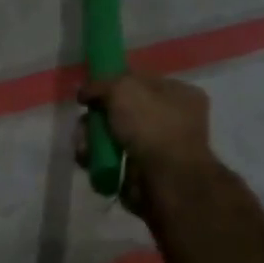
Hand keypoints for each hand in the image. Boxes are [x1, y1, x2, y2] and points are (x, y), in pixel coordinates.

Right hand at [79, 73, 215, 209]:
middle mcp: (171, 119)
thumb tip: (85, 93)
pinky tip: (89, 160)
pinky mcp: (141, 173)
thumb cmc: (152, 126)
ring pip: (111, 136)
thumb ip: (100, 84)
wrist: (166, 181)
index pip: (138, 81)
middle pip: (120, 110)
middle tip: (85, 125)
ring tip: (84, 147)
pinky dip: (96, 159)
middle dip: (96, 118)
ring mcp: (157, 148)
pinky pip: (110, 159)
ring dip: (91, 140)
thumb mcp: (123, 88)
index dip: (112, 84)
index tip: (91, 94)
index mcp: (179, 94)